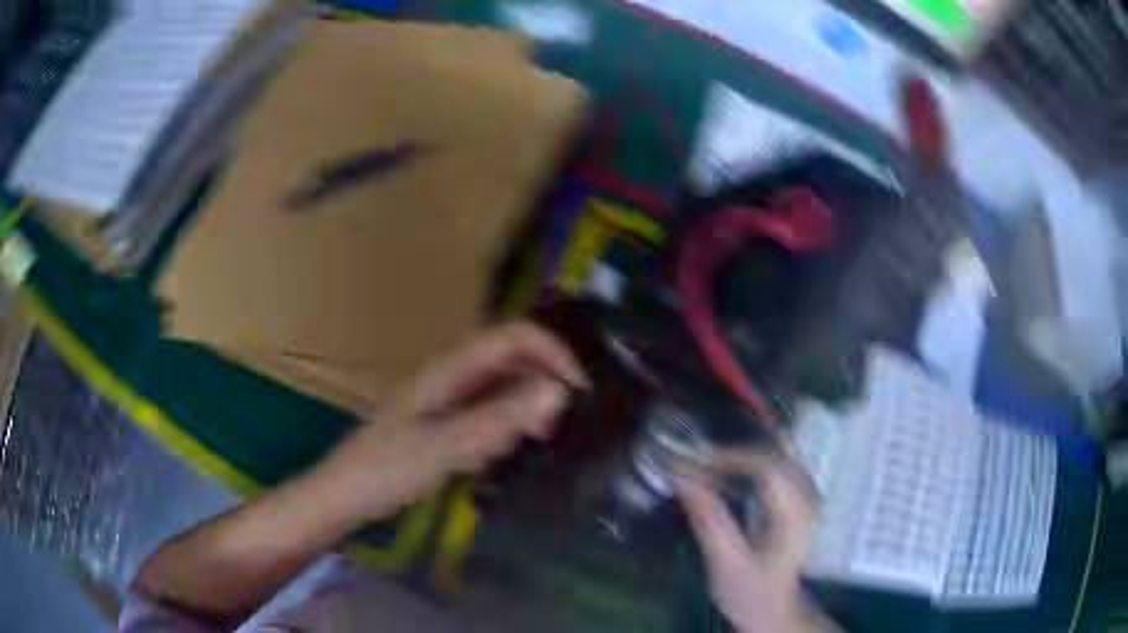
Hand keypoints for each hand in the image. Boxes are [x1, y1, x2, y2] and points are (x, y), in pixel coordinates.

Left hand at [316, 321, 587, 521]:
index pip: (512, 337)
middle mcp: (452, 375)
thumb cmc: (388, 468)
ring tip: (503, 453)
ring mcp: (447, 398)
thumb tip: (557, 391)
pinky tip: (484, 461)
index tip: (578, 390)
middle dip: (538, 390)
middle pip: (511, 361)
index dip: (551, 352)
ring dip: (518, 417)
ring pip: (502, 390)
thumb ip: (499, 419)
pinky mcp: (445, 421)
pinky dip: (499, 433)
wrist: (347, 493)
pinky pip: (487, 415)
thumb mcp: (447, 447)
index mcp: (450, 369)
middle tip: (547, 433)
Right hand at [675, 452, 816, 632]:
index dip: (732, 455)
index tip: (696, 461)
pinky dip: (750, 463)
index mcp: (794, 513)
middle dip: (734, 452)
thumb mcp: (725, 561)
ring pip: (777, 456)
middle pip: (774, 454)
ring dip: (742, 455)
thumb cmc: (749, 591)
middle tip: (696, 460)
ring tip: (707, 463)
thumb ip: (708, 518)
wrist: (773, 610)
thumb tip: (681, 476)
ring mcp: (806, 497)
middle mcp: (807, 497)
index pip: (768, 465)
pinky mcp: (798, 500)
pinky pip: (777, 467)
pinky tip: (730, 472)